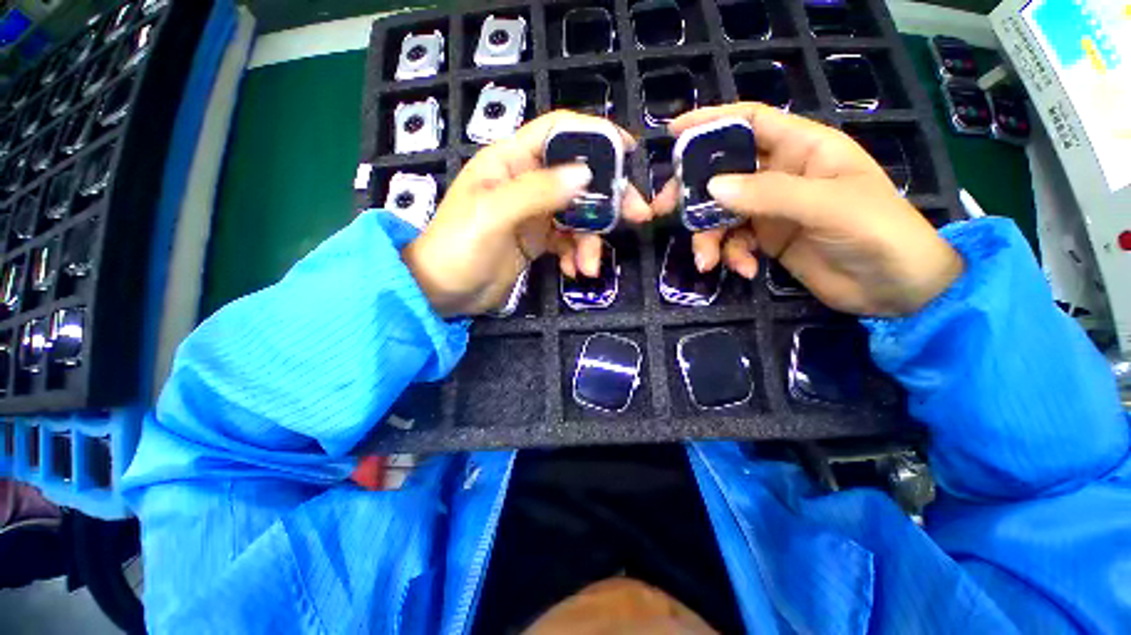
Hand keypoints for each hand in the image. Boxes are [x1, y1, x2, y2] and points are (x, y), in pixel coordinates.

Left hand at [403, 111, 650, 316]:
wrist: (443, 292)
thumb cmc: (459, 247)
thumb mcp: (494, 214)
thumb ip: (538, 191)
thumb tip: (585, 175)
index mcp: (511, 160)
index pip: (559, 131)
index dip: (596, 135)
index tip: (629, 152)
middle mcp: (527, 181)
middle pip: (579, 177)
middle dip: (608, 199)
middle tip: (636, 217)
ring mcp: (534, 213)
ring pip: (578, 215)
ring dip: (590, 240)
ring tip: (590, 267)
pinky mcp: (537, 240)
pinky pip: (568, 241)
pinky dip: (576, 254)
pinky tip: (574, 271)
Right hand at [652, 103, 962, 316]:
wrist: (894, 289)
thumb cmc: (878, 232)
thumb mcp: (827, 206)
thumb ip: (769, 194)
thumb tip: (712, 188)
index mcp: (804, 148)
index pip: (751, 122)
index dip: (712, 122)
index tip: (673, 133)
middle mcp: (782, 174)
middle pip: (724, 172)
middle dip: (693, 192)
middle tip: (664, 210)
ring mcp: (771, 209)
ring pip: (721, 213)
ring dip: (709, 237)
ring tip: (707, 262)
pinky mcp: (766, 239)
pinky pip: (733, 241)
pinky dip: (731, 256)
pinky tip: (744, 270)